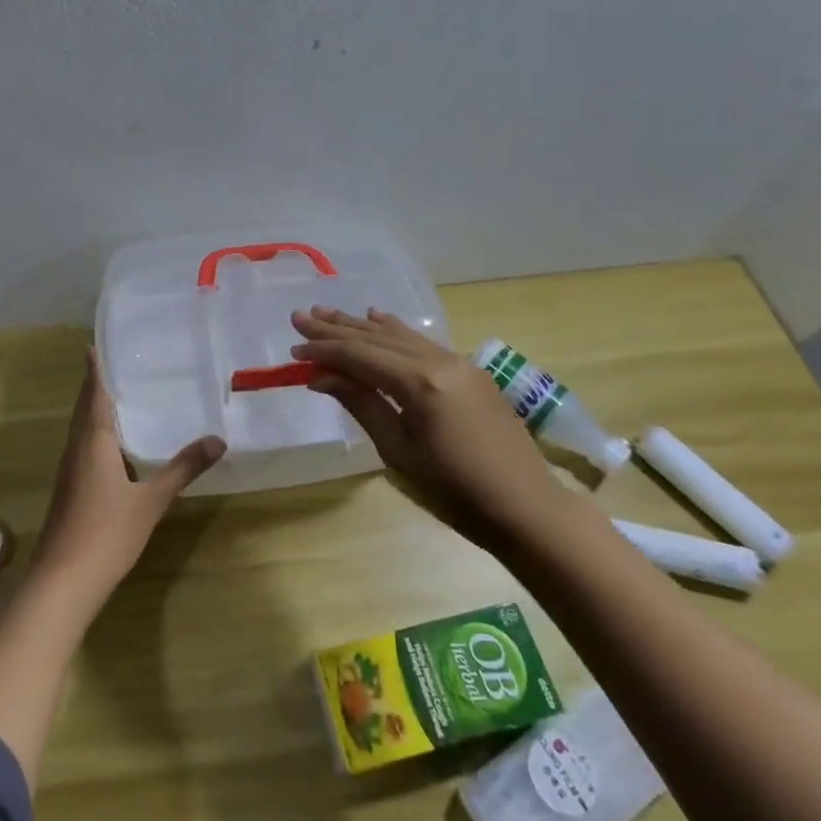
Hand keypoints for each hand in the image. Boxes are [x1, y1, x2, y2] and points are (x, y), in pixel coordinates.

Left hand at [28, 349, 224, 599]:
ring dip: (95, 410)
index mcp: (93, 442)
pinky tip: (115, 447)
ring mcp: (69, 471)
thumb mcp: (151, 500)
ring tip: (120, 397)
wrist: (62, 581)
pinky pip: (83, 448)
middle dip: (96, 385)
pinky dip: (97, 435)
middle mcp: (76, 449)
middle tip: (115, 363)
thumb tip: (218, 440)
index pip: (94, 394)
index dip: (95, 369)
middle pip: (85, 409)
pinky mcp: (69, 490)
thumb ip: (183, 469)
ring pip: (82, 430)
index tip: (93, 344)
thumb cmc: (106, 533)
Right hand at [290, 306, 562, 547]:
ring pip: (401, 336)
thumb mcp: (399, 452)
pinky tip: (379, 319)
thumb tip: (321, 375)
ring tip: (329, 312)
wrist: (526, 507)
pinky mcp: (471, 372)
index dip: (325, 350)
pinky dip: (396, 332)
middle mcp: (439, 361)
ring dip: (363, 325)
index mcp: (420, 383)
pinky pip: (423, 343)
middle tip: (301, 316)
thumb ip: (361, 404)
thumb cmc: (455, 492)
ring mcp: (459, 362)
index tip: (294, 347)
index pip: (361, 356)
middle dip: (337, 328)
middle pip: (378, 339)